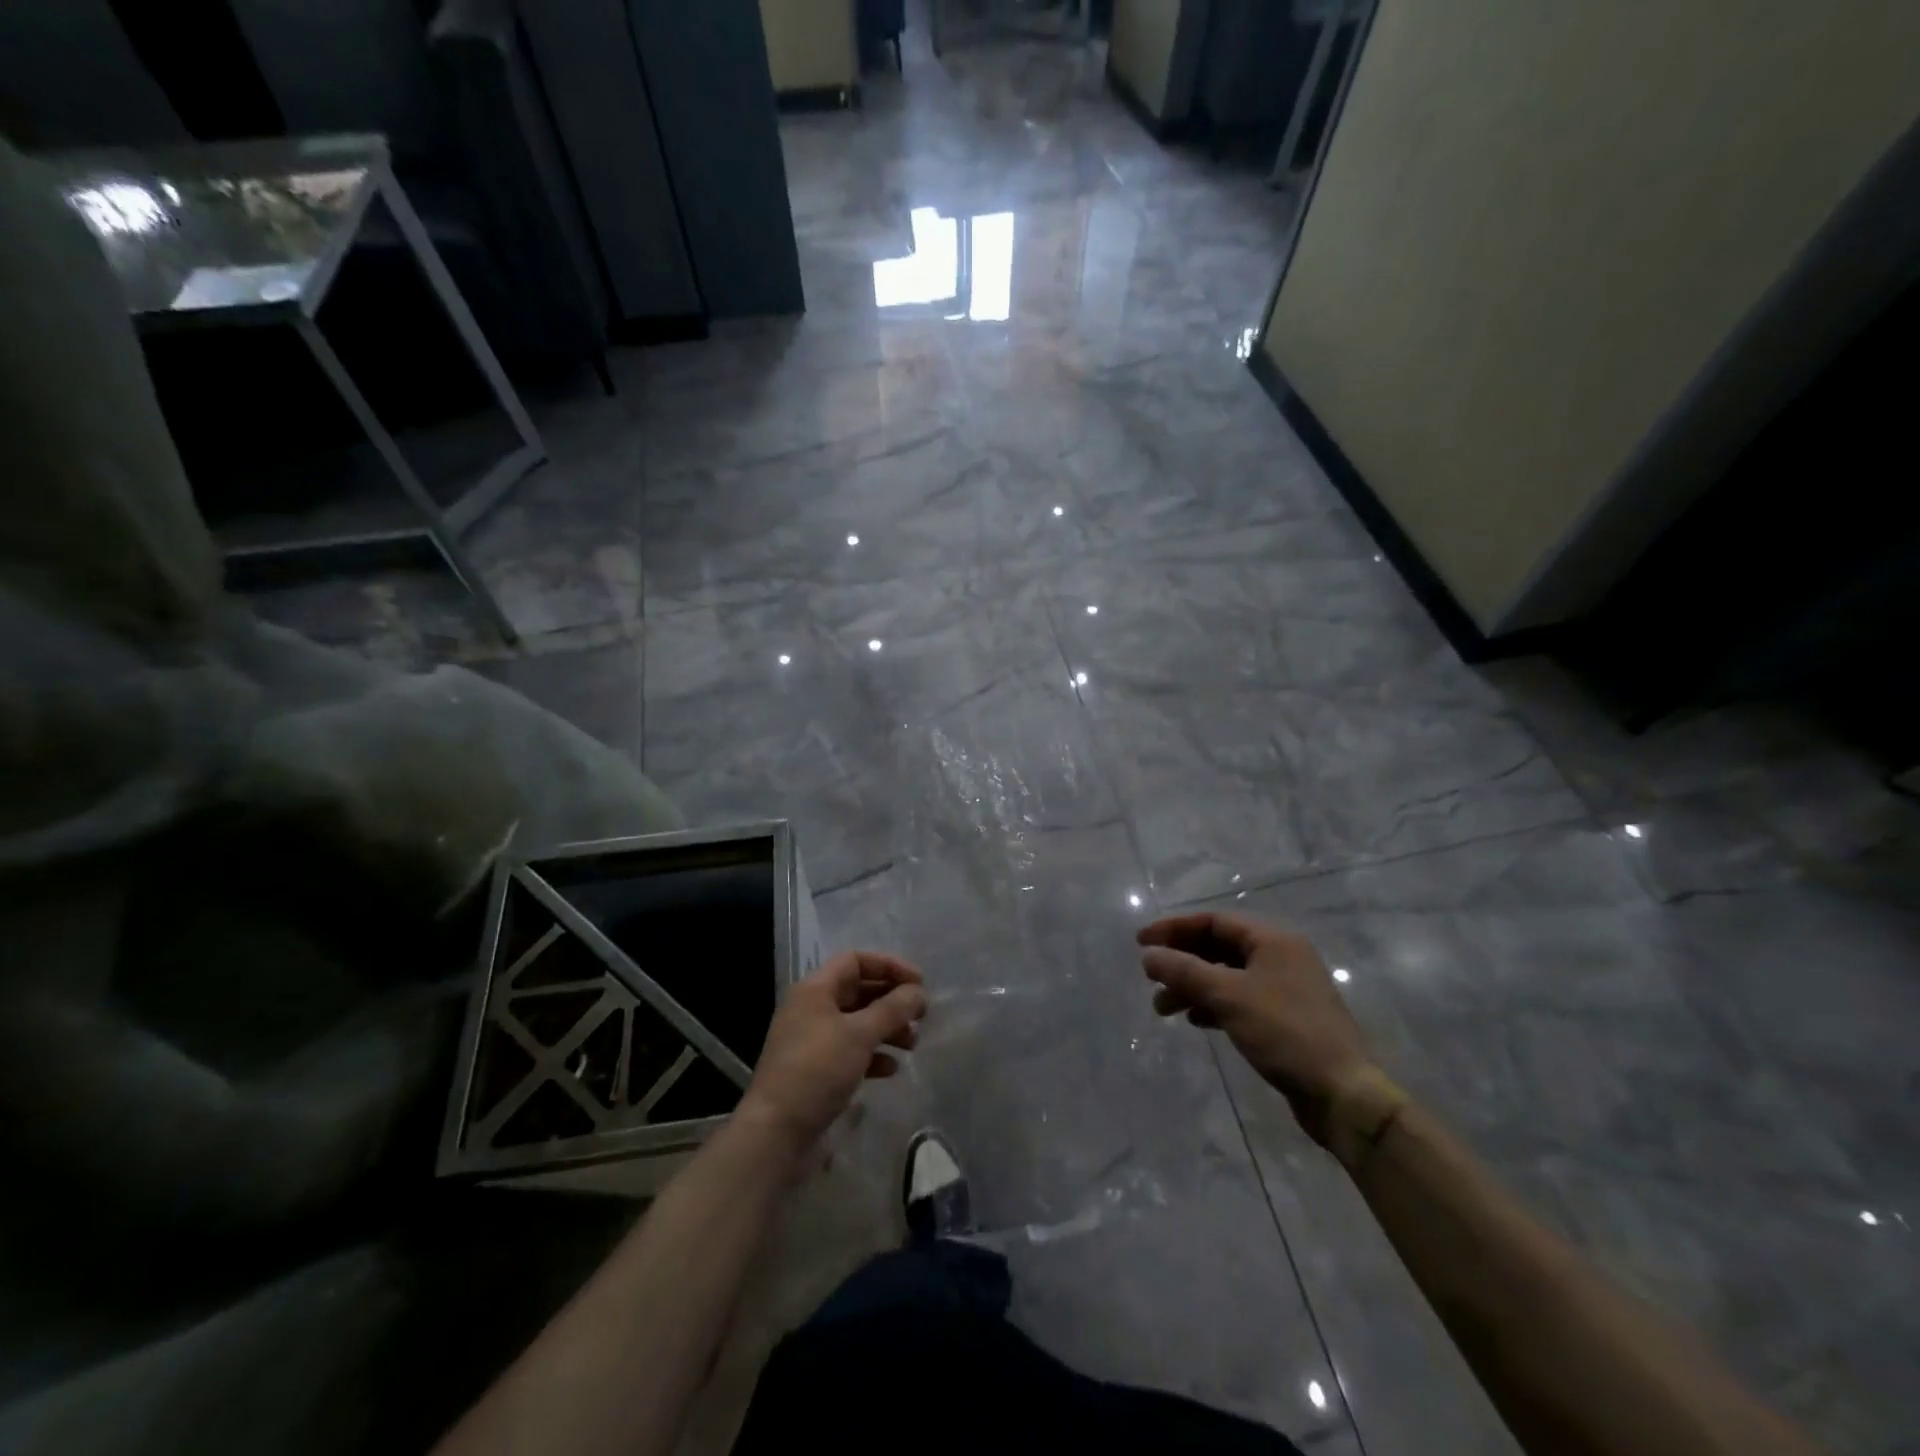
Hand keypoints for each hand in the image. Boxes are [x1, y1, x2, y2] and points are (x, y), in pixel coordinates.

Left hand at [738, 951, 926, 1160]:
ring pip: (857, 1022)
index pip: (856, 960)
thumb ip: (893, 1009)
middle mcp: (811, 1009)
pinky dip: (872, 1055)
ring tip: (912, 1044)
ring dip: (886, 1028)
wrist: (775, 1133)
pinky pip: (850, 1051)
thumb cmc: (817, 1071)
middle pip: (859, 991)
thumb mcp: (860, 1035)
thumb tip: (919, 992)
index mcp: (815, 990)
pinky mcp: (815, 1070)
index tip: (919, 984)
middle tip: (921, 1016)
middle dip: (892, 1000)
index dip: (889, 966)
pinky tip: (890, 1069)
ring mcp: (812, 1040)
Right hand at [1138, 911, 1374, 1146]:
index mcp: (1273, 939)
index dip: (1173, 929)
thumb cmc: (1285, 1032)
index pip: (1213, 921)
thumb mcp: (1229, 996)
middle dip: (1181, 961)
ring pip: (1226, 976)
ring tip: (1163, 1008)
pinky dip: (1213, 1004)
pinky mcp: (1284, 1018)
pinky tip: (1196, 1020)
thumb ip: (1185, 971)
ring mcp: (1284, 988)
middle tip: (1150, 978)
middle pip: (1218, 947)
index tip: (1140, 943)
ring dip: (1192, 986)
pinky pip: (1239, 999)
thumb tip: (1148, 955)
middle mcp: (1280, 956)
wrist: (1342, 1094)